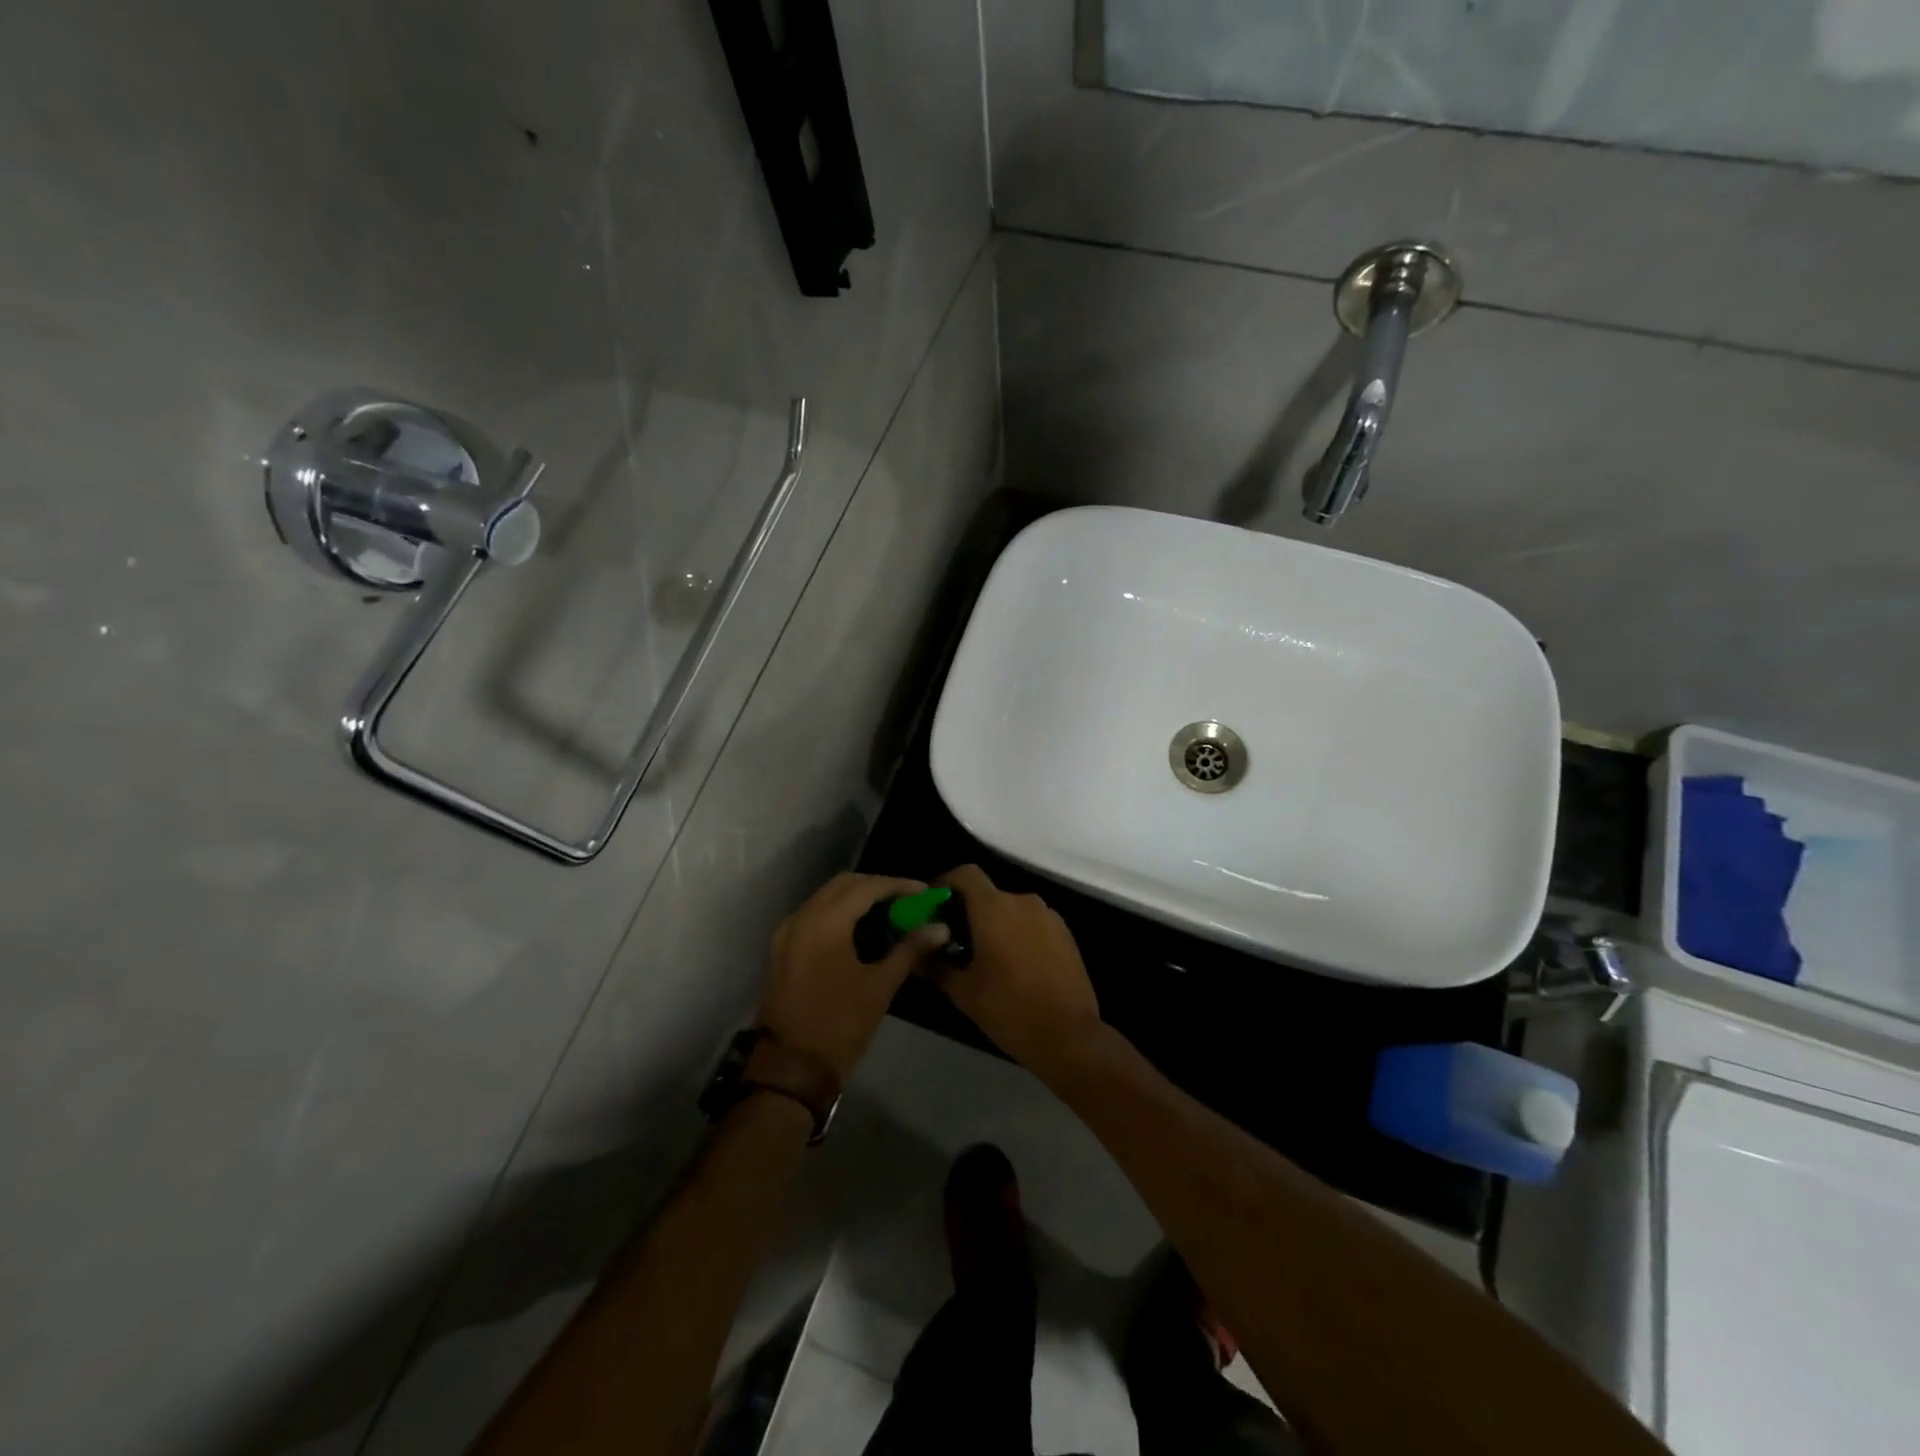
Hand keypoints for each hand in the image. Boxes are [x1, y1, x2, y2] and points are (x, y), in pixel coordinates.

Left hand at [758, 872, 950, 1081]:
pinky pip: (815, 914)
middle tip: (907, 899)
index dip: (897, 885)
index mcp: (824, 924)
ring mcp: (787, 933)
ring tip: (889, 911)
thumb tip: (940, 928)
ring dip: (857, 897)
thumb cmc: (839, 1026)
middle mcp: (801, 919)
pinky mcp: (782, 948)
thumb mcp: (879, 987)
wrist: (790, 1069)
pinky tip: (862, 928)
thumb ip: (909, 950)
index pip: (865, 887)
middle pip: (843, 885)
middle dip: (877, 886)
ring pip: (826, 897)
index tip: (923, 892)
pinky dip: (839, 912)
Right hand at [932, 865, 1102, 1073]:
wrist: (1069, 1036)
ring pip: (1011, 909)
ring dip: (995, 924)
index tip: (934, 905)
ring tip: (984, 956)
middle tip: (954, 940)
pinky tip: (1014, 965)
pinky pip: (1032, 922)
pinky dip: (1018, 933)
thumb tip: (917, 954)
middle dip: (969, 911)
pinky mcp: (1065, 933)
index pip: (966, 874)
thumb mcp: (964, 991)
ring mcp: (1048, 916)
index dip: (946, 883)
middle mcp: (1023, 901)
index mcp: (995, 908)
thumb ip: (936, 966)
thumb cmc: (1009, 1009)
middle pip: (988, 894)